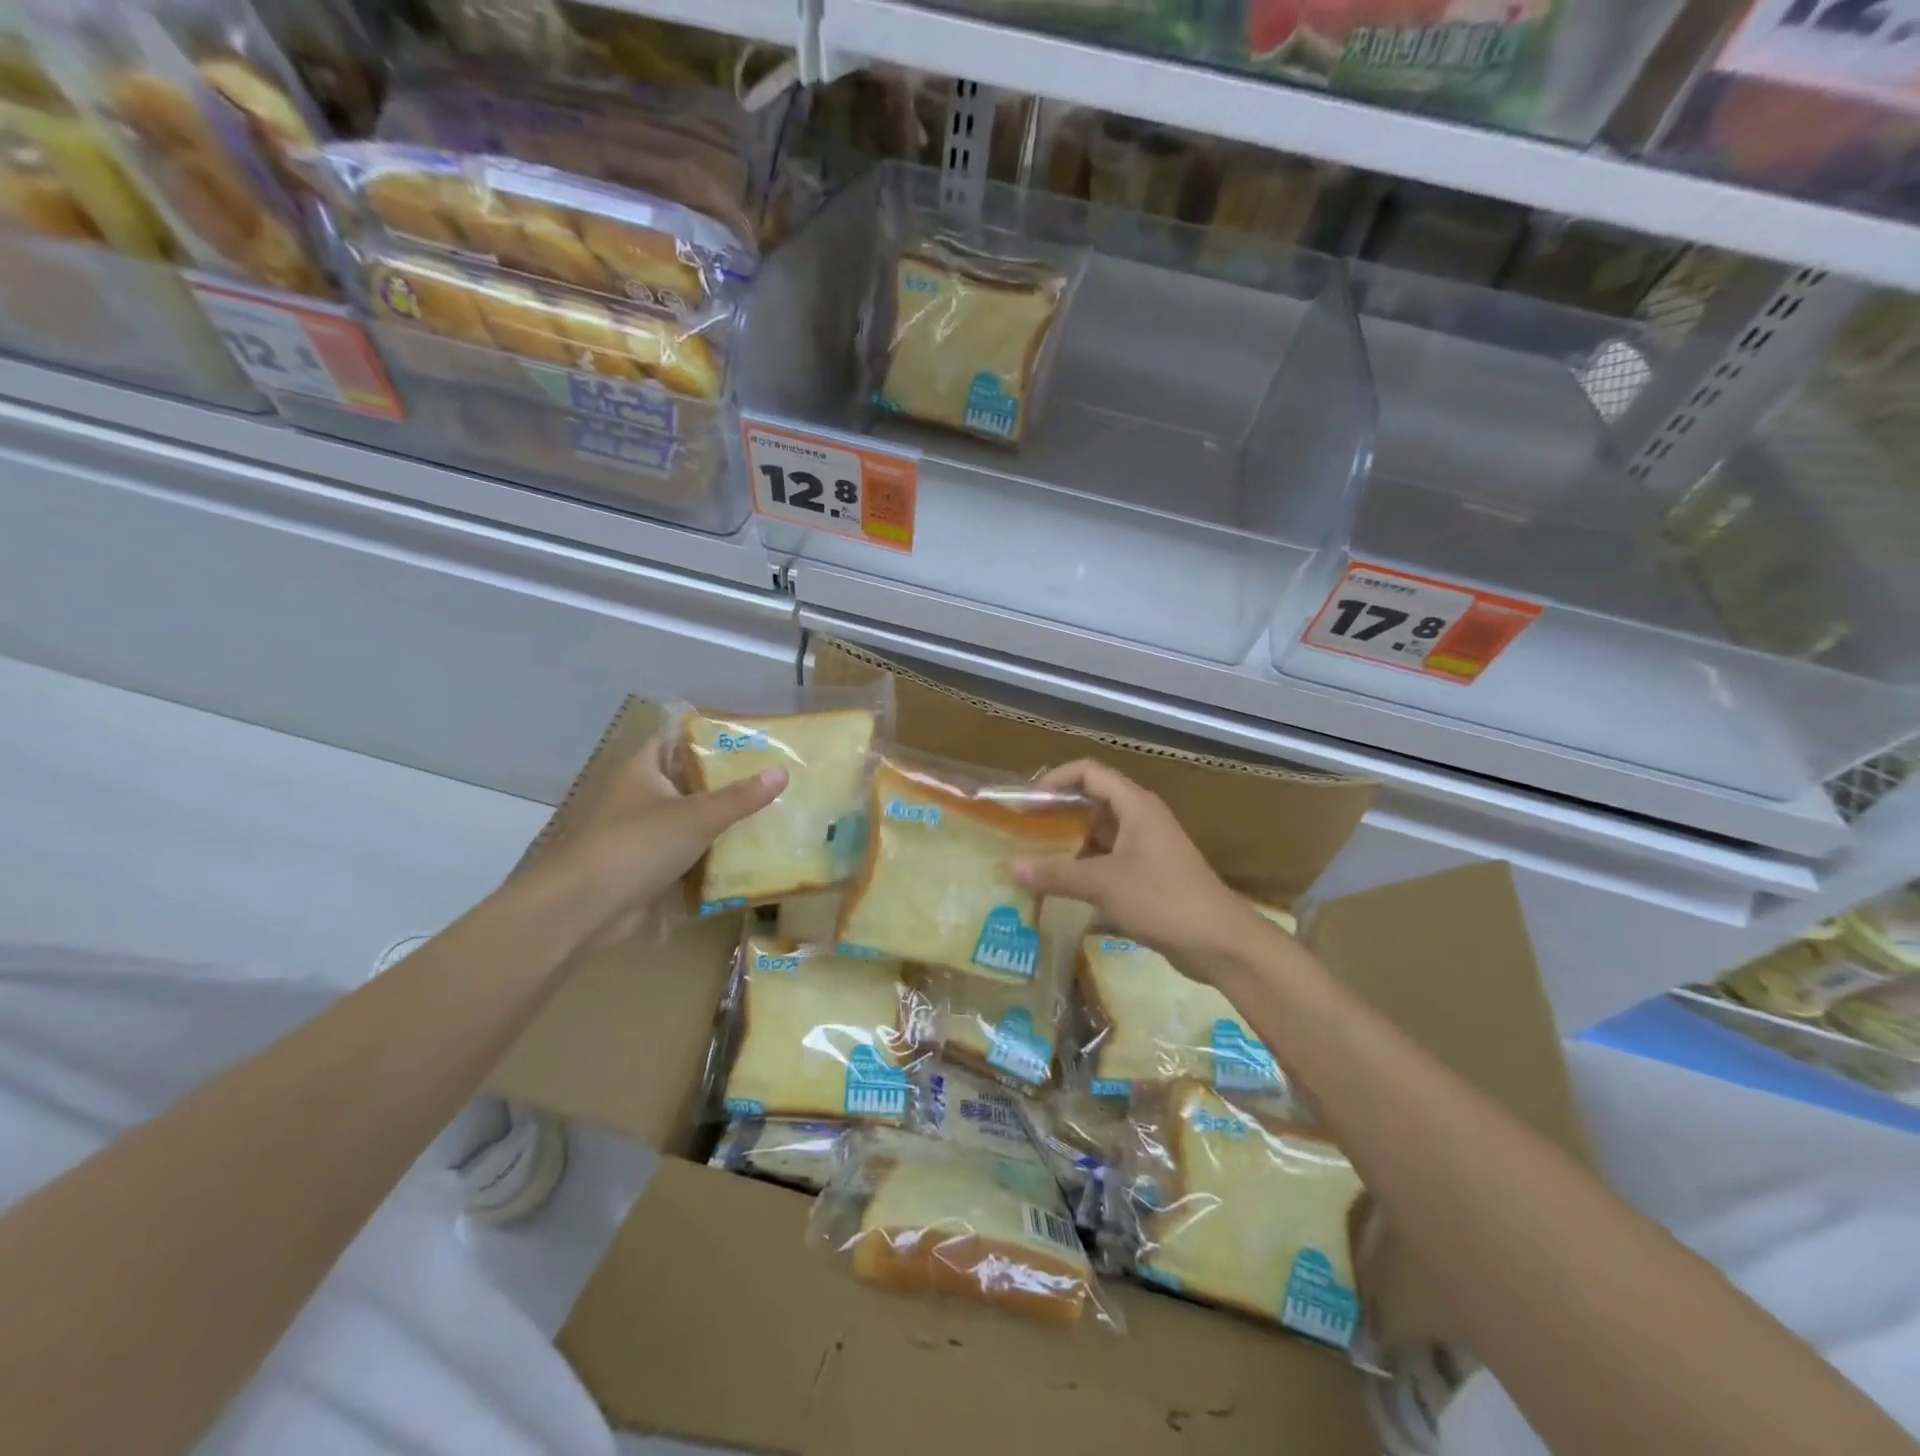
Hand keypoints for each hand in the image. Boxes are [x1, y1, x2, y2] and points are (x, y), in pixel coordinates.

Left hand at [545, 735, 786, 952]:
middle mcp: (640, 797)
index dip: (709, 739)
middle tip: (770, 780)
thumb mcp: (697, 816)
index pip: (676, 742)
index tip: (749, 742)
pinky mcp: (647, 870)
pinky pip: (687, 855)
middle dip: (725, 783)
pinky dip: (711, 856)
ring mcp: (642, 835)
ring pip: (689, 821)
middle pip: (688, 782)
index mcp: (642, 771)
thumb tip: (783, 771)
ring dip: (721, 822)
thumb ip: (741, 796)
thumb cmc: (637, 845)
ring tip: (769, 815)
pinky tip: (747, 856)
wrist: (584, 909)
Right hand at [1011, 759, 1267, 980]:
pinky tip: (1060, 886)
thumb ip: (1055, 874)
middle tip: (1021, 831)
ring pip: (1099, 833)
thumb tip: (1010, 868)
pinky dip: (1084, 867)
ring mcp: (1146, 847)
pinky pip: (1108, 859)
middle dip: (1056, 813)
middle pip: (1092, 801)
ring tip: (1033, 858)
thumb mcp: (1103, 884)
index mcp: (1135, 805)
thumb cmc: (1162, 899)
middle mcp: (1141, 818)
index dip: (1054, 779)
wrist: (1219, 941)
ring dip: (1068, 843)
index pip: (1088, 772)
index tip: (1026, 801)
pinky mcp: (1149, 874)